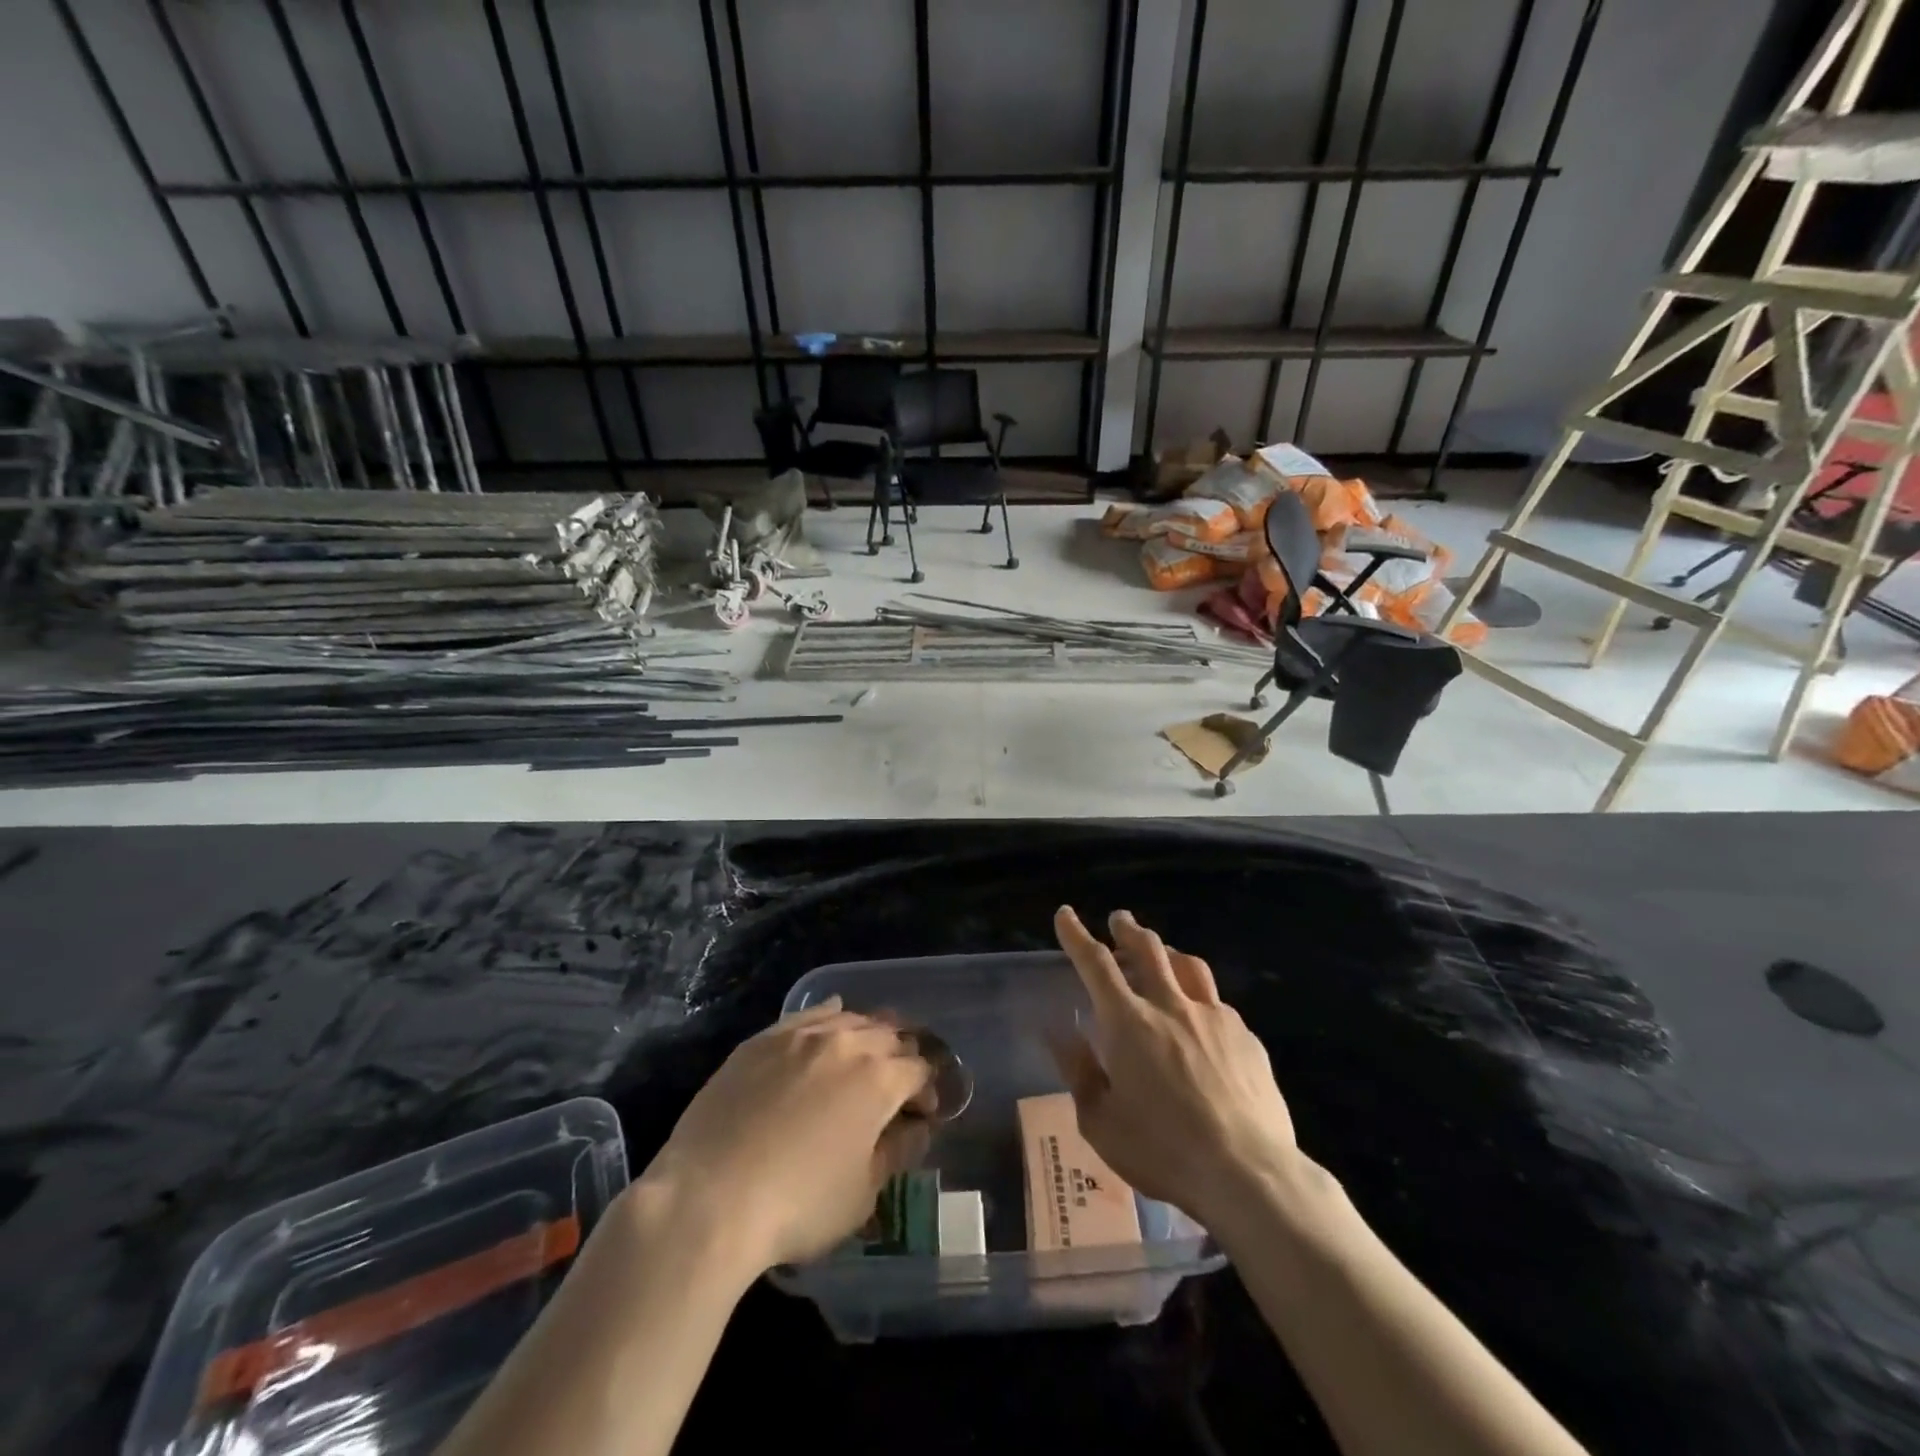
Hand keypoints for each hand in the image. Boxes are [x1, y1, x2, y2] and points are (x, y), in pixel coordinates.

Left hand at [637, 999, 935, 1274]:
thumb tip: (915, 1128)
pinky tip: (833, 1018)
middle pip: (889, 1035)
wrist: (709, 1198)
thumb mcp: (862, 1194)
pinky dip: (829, 1017)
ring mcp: (802, 1035)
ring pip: (851, 1019)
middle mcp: (847, 1043)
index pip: (919, 1069)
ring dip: (868, 1034)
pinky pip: (808, 1015)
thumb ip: (896, 1152)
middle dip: (902, 1057)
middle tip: (897, 1084)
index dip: (926, 1091)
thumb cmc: (797, 1206)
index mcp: (880, 1079)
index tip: (922, 1115)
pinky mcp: (764, 1039)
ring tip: (866, 1055)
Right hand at [1049, 906, 1298, 1225]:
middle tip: (1119, 919)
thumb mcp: (1100, 1122)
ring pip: (1188, 965)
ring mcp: (1214, 1017)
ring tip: (1162, 953)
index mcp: (1128, 1022)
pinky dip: (1200, 997)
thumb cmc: (1163, 1151)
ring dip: (1168, 951)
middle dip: (1128, 929)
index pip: (1095, 964)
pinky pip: (1218, 1003)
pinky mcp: (1246, 1037)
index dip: (1076, 935)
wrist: (1249, 1174)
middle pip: (1148, 949)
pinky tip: (1202, 1016)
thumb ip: (1078, 1071)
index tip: (1066, 914)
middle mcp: (1171, 1006)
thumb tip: (1058, 1030)